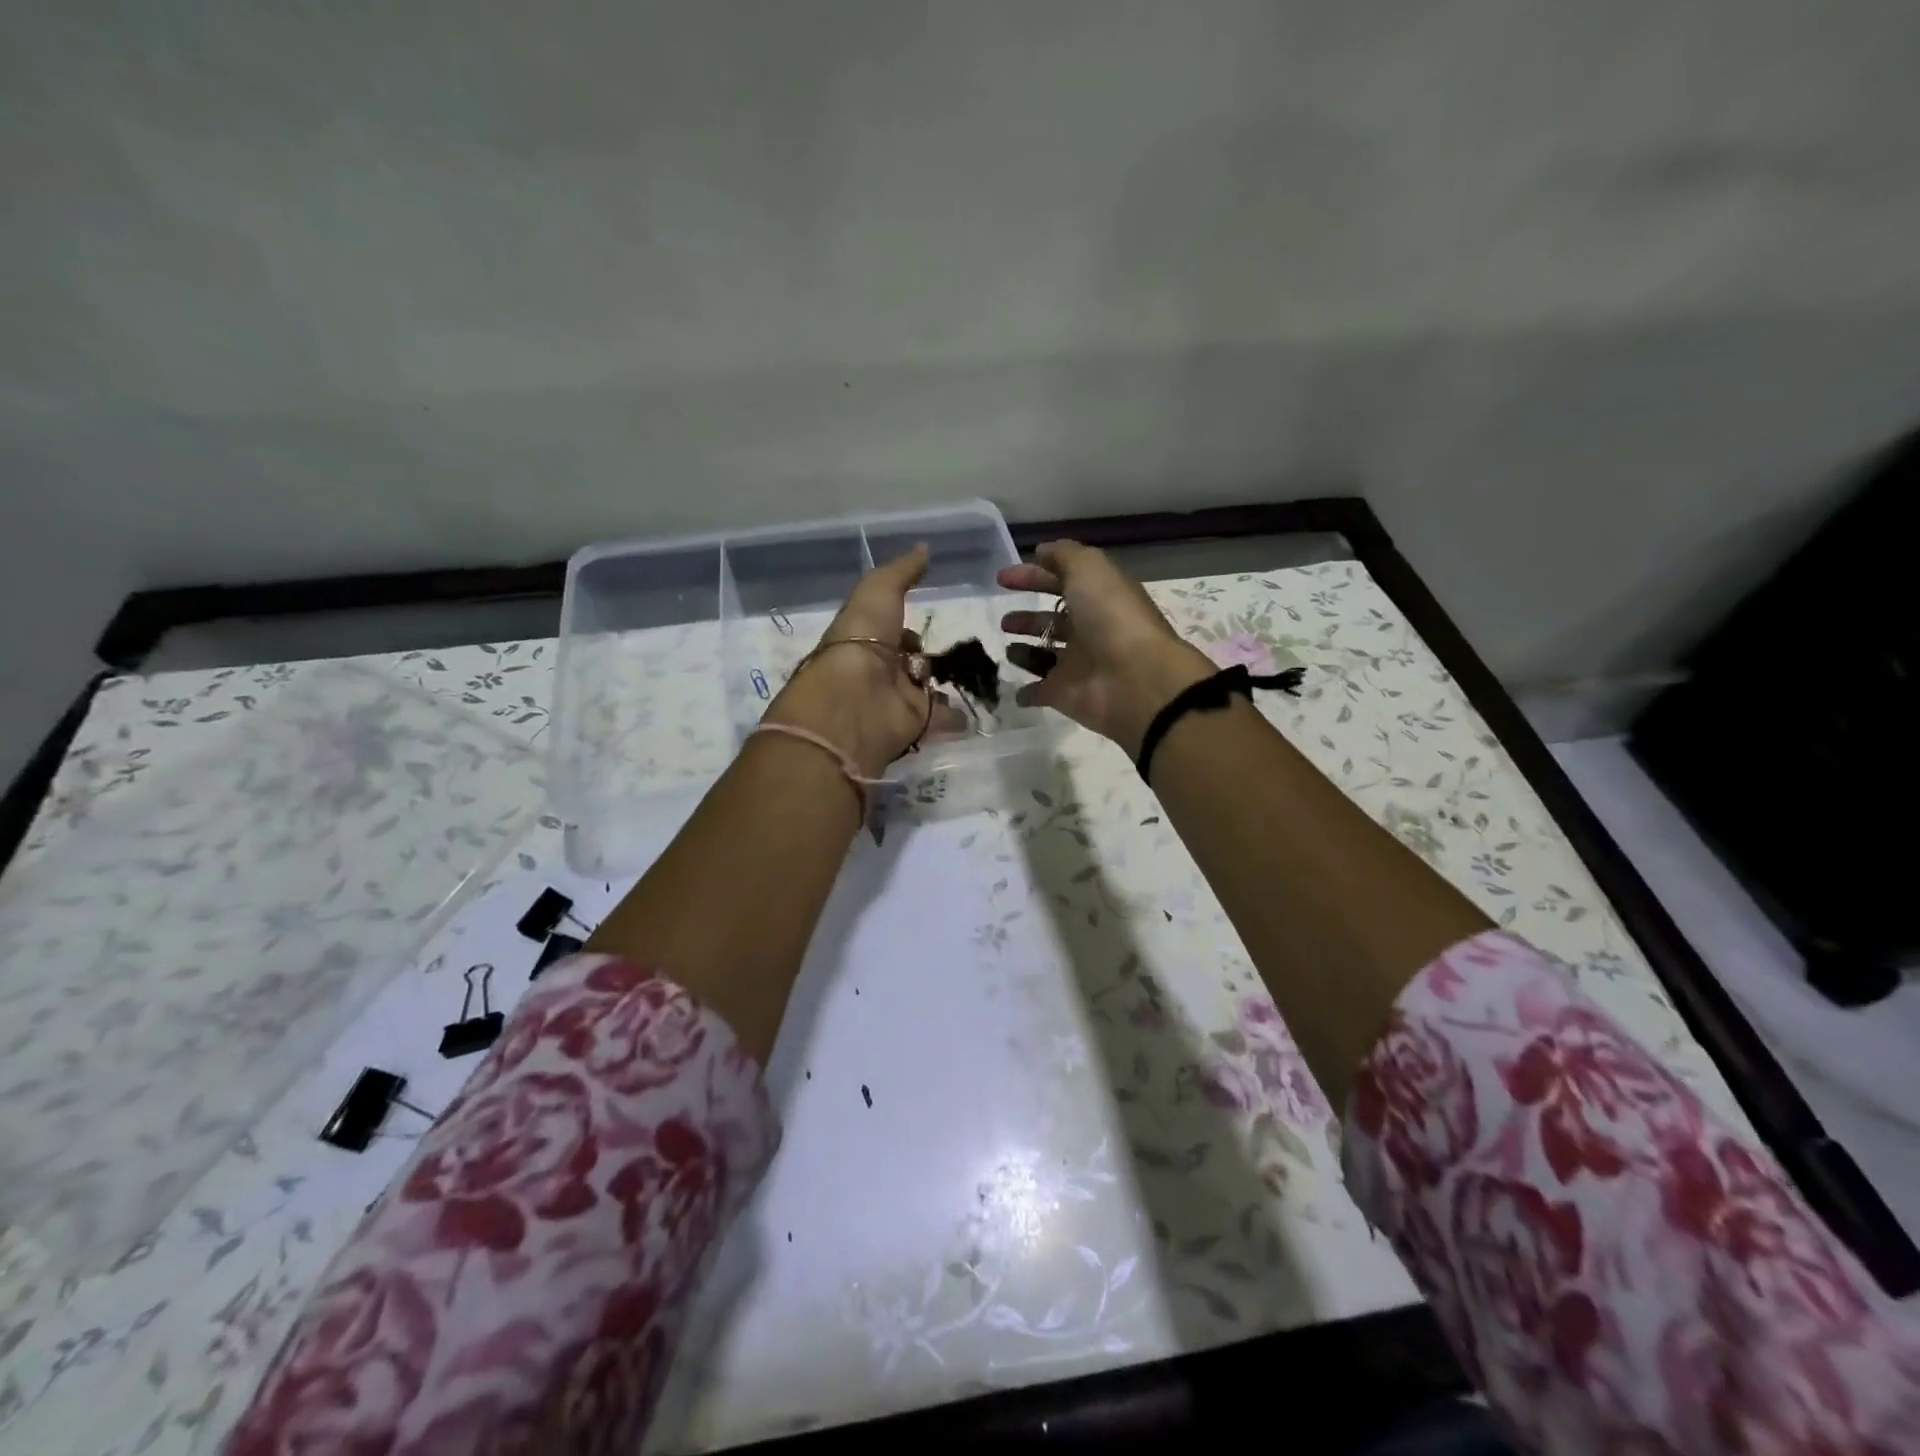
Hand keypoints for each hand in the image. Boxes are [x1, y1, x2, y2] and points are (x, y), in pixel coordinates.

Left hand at [764, 544, 967, 776]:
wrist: (855, 700)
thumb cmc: (862, 639)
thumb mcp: (879, 591)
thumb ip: (902, 571)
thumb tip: (925, 549)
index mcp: (864, 638)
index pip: (888, 631)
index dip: (905, 624)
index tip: (928, 617)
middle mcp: (879, 670)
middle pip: (909, 661)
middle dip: (927, 656)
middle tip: (961, 647)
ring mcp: (897, 699)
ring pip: (926, 688)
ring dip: (946, 683)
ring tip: (979, 672)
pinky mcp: (915, 723)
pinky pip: (941, 717)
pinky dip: (957, 714)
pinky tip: (978, 704)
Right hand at [998, 541, 1216, 757]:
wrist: (1136, 679)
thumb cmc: (1112, 617)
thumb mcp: (1089, 569)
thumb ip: (1064, 556)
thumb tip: (1042, 552)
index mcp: (1097, 598)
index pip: (1061, 582)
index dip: (1033, 576)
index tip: (1002, 579)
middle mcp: (1088, 630)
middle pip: (1053, 621)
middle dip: (1028, 618)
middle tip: (1004, 620)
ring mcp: (1077, 665)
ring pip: (1045, 656)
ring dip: (1025, 652)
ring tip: (1006, 649)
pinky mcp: (1065, 695)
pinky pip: (1040, 692)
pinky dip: (1027, 692)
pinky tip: (1013, 689)